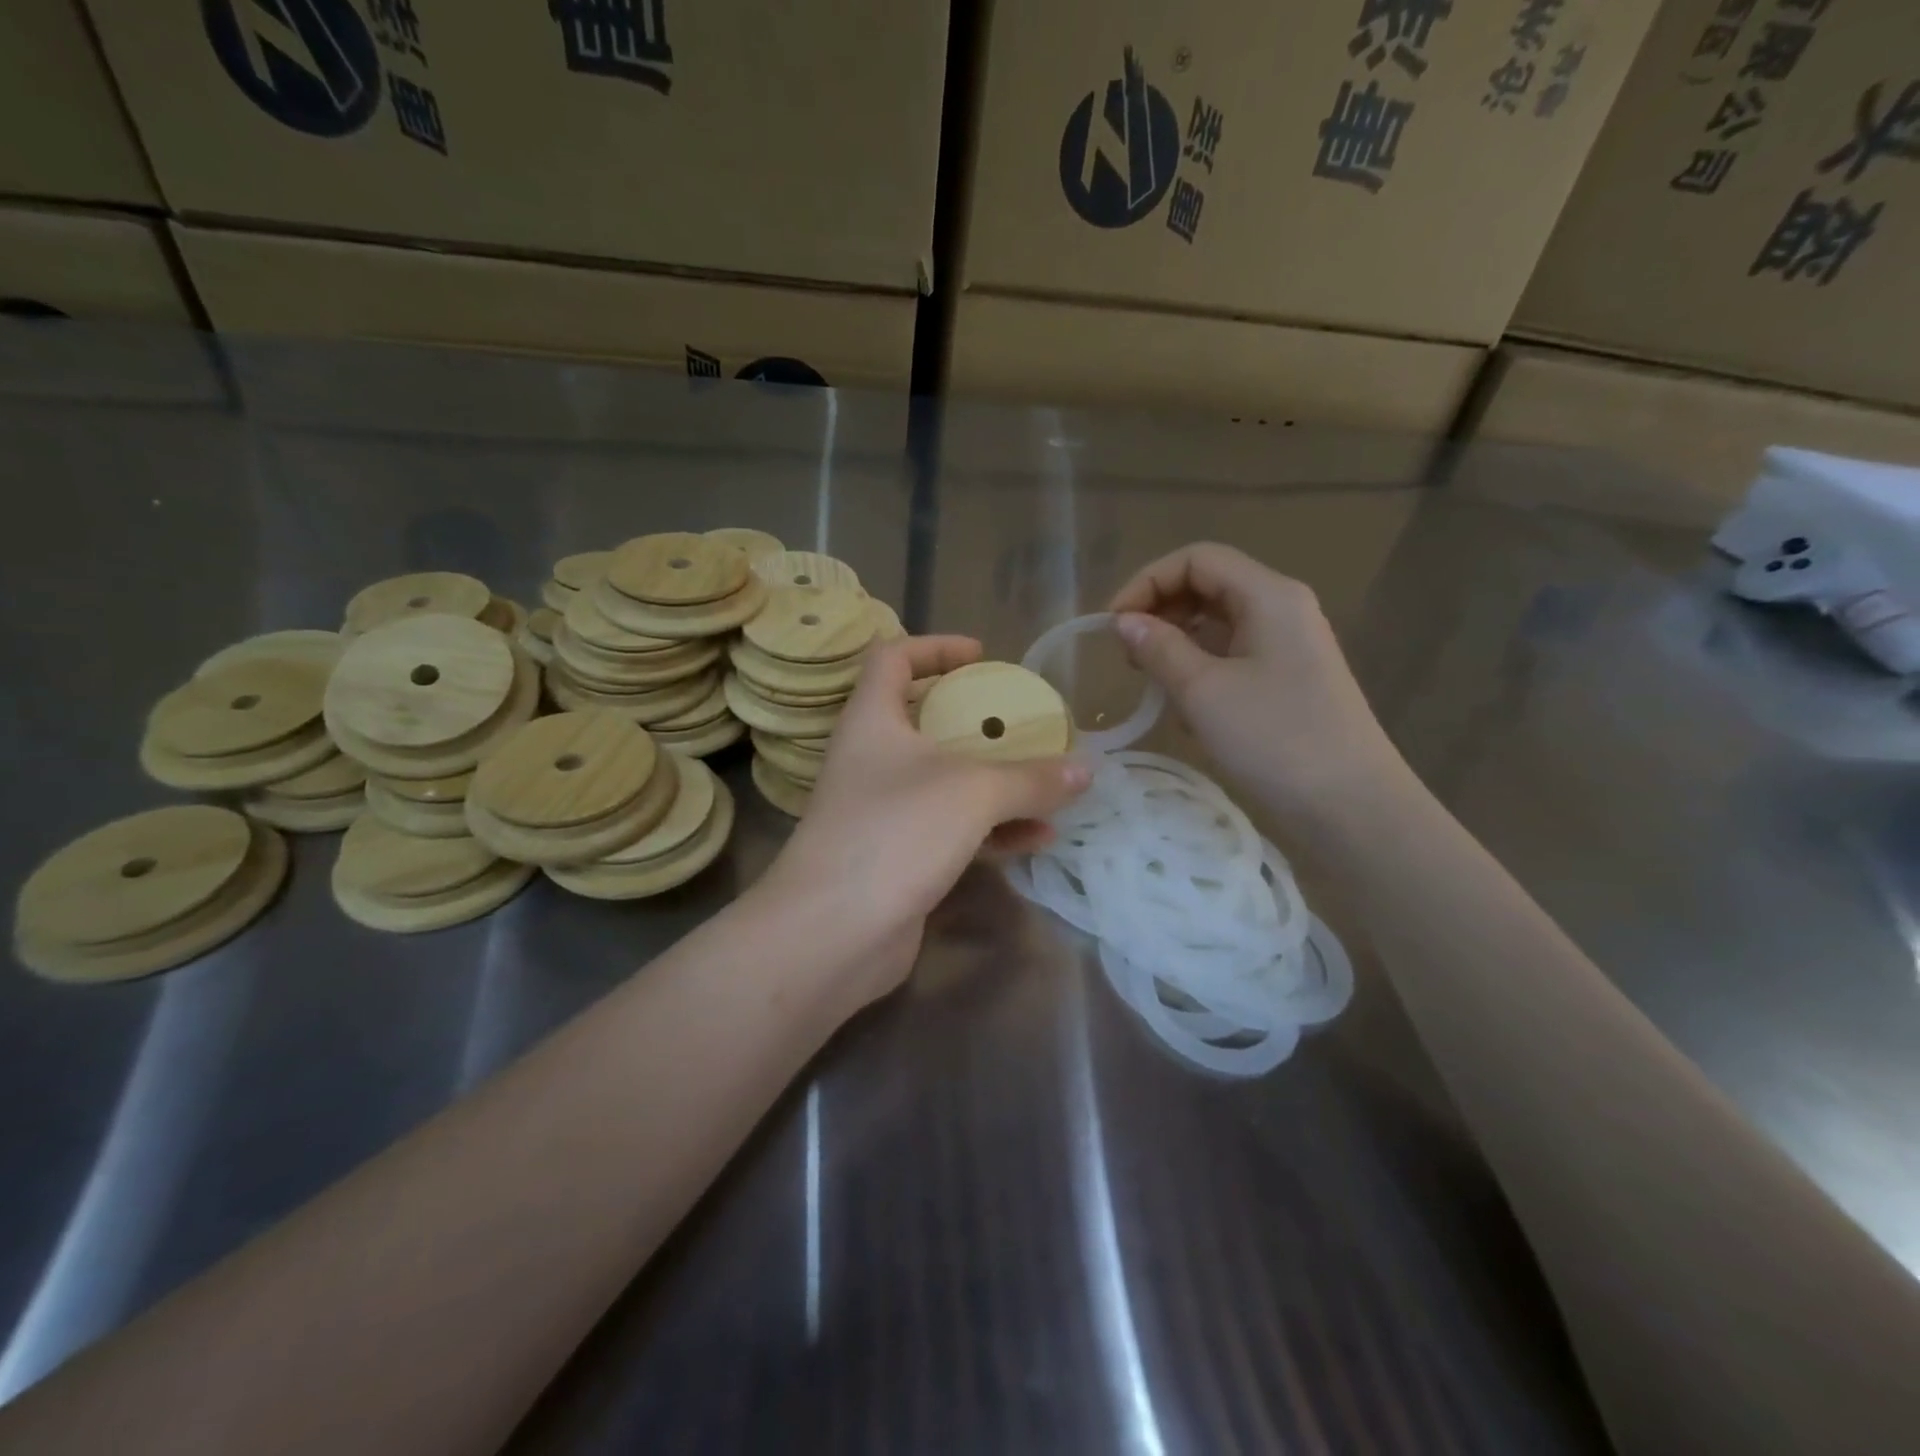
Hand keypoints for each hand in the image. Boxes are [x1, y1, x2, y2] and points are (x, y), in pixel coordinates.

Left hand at [757, 635, 1090, 1007]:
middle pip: (924, 720)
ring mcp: (882, 811)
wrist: (833, 933)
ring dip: (995, 781)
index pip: (892, 658)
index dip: (935, 647)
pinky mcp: (898, 856)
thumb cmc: (895, 833)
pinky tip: (1038, 837)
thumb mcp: (973, 793)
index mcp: (873, 720)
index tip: (982, 657)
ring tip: (1048, 785)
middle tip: (1022, 722)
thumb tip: (1085, 769)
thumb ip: (1031, 778)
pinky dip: (992, 829)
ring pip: (945, 780)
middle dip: (977, 719)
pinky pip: (952, 829)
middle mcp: (872, 759)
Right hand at [1108, 543, 1404, 828]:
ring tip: (1152, 683)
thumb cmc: (1274, 739)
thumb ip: (1158, 647)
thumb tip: (1124, 621)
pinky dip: (1201, 669)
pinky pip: (1233, 655)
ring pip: (1218, 623)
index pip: (1196, 559)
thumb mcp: (1203, 691)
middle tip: (1128, 656)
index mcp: (1268, 595)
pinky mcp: (1288, 678)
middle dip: (1160, 611)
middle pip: (1208, 586)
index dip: (1146, 581)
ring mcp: (1288, 644)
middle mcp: (1282, 608)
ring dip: (1177, 643)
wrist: (1350, 805)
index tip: (1112, 625)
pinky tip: (1185, 708)